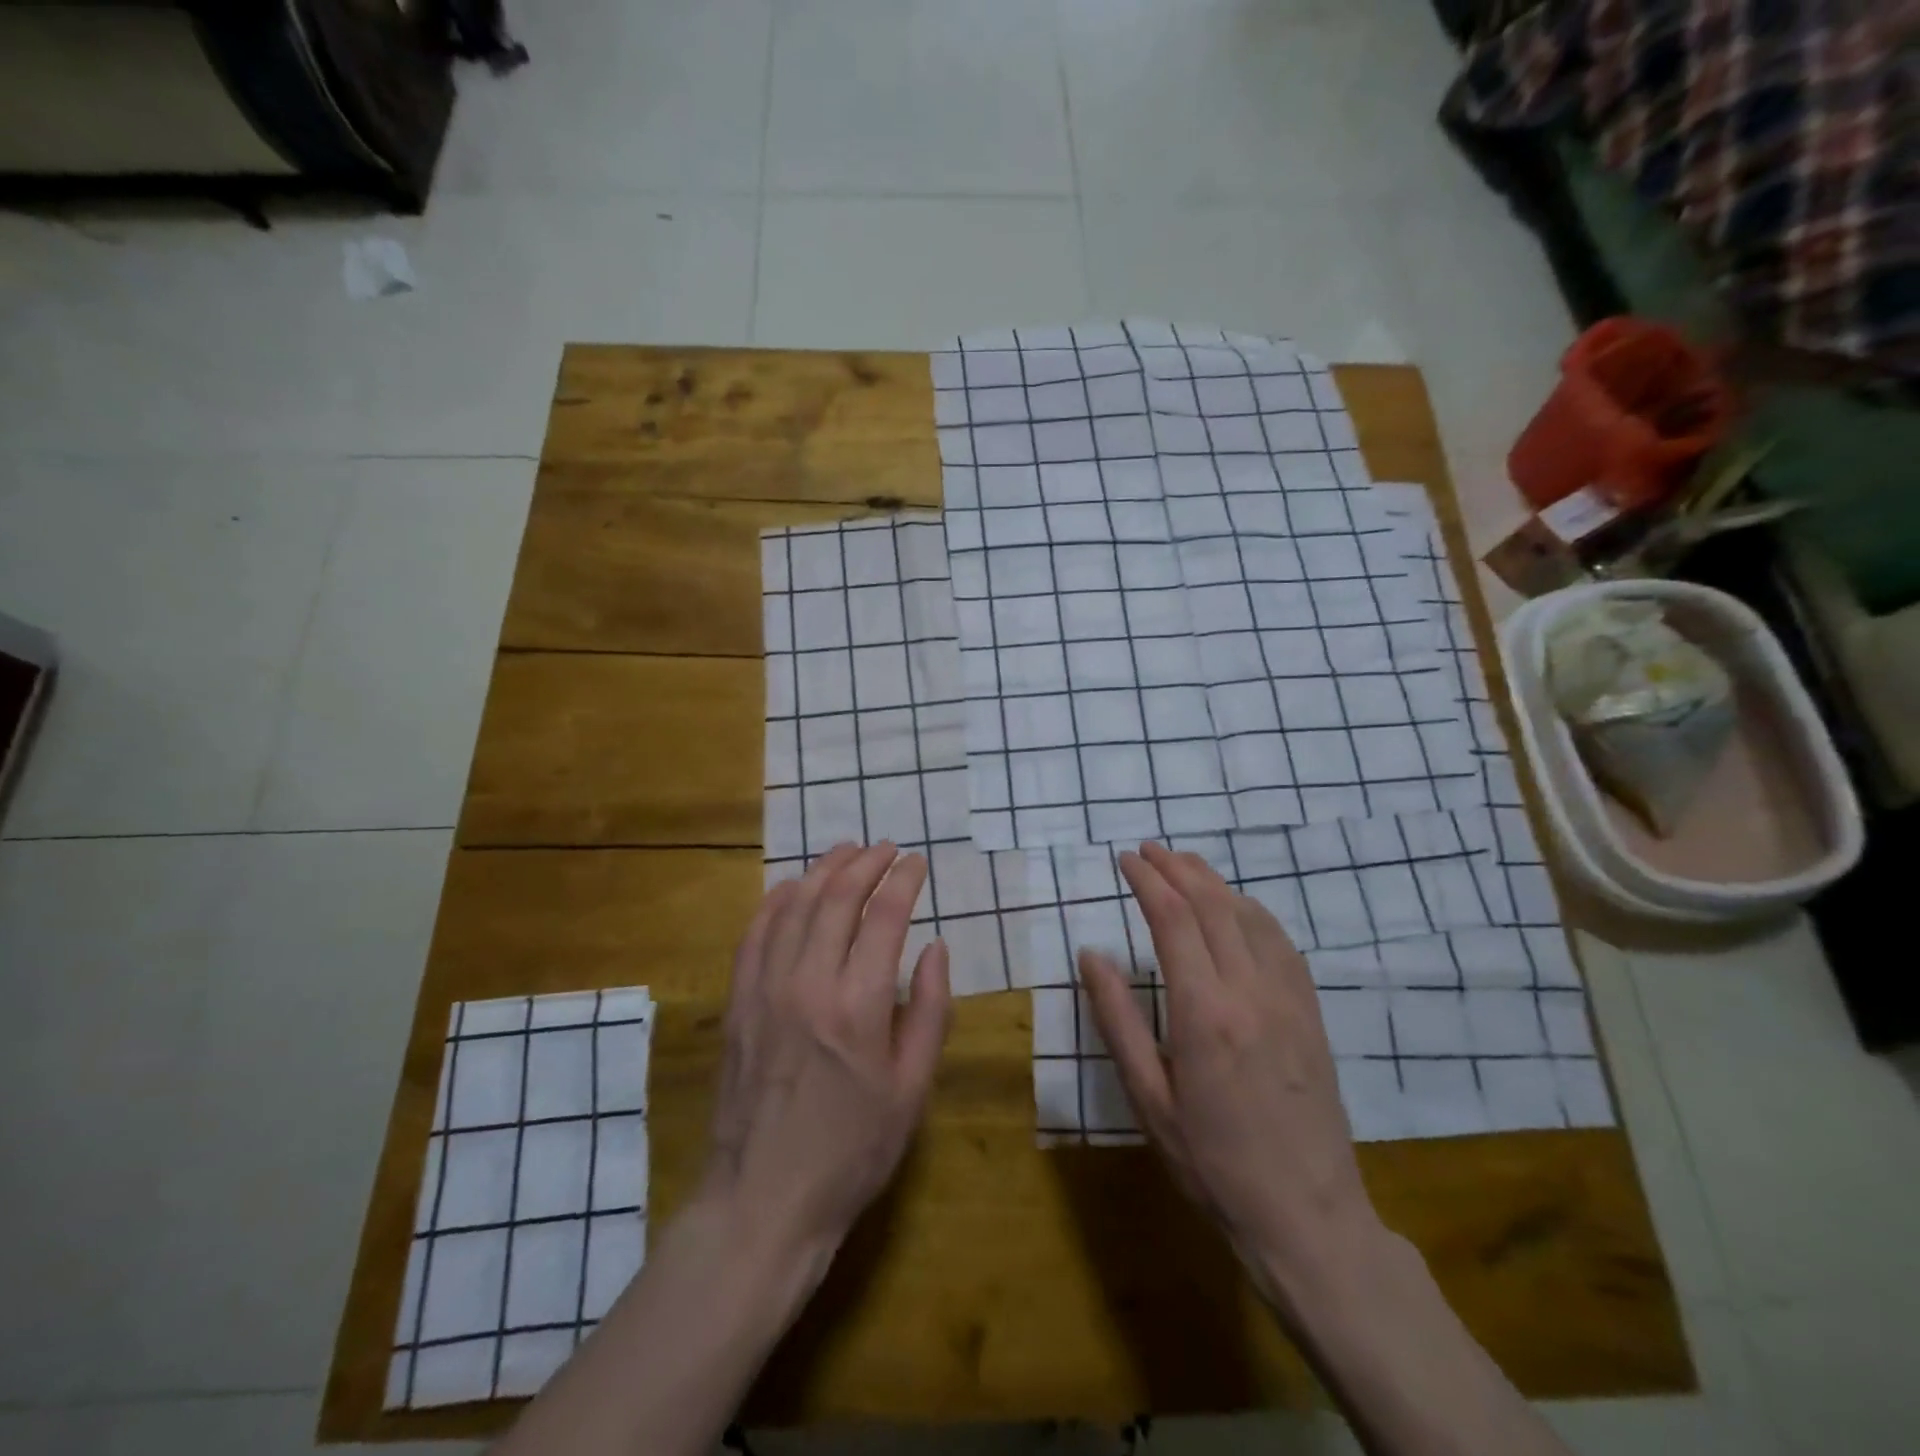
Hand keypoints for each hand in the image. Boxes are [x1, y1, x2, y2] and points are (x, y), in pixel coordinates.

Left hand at [699, 843, 951, 1278]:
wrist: (764, 1201)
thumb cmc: (852, 1151)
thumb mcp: (911, 1091)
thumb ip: (928, 1012)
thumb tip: (935, 948)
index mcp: (858, 1006)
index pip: (885, 916)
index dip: (904, 880)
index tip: (918, 863)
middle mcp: (808, 983)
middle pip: (837, 898)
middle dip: (866, 863)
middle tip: (886, 849)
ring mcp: (764, 989)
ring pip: (794, 906)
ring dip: (823, 870)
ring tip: (846, 852)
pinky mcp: (737, 1003)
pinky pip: (754, 934)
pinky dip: (776, 901)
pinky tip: (791, 888)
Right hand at [1079, 843, 1381, 1308]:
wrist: (1308, 1216)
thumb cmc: (1212, 1163)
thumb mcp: (1148, 1099)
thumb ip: (1117, 1020)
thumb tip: (1091, 955)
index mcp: (1204, 1012)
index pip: (1173, 919)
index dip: (1147, 880)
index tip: (1125, 860)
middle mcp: (1250, 991)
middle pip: (1213, 904)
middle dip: (1177, 868)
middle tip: (1148, 850)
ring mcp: (1289, 998)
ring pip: (1250, 915)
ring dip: (1214, 881)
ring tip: (1184, 865)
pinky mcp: (1311, 1012)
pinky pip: (1281, 941)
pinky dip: (1251, 910)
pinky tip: (1236, 908)